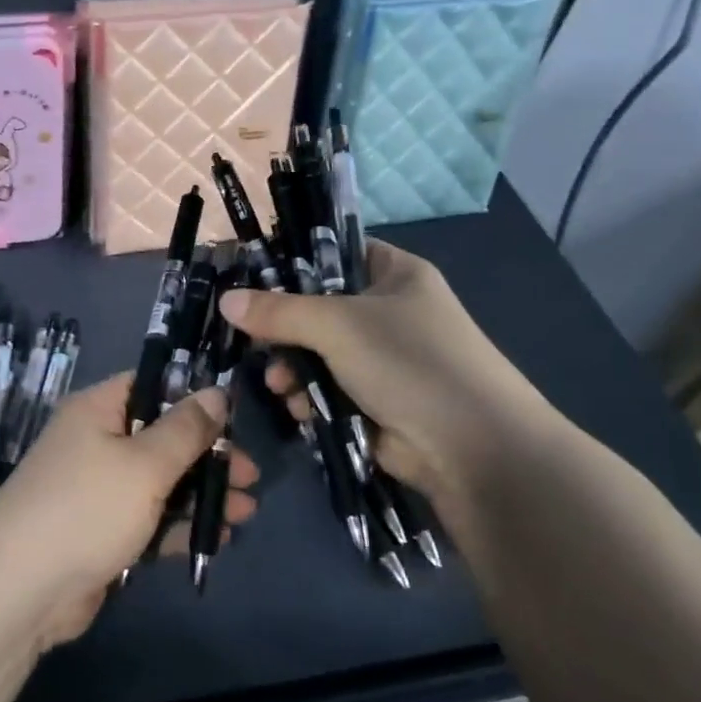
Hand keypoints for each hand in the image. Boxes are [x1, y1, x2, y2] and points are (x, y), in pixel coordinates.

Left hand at [0, 373, 259, 649]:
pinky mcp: (102, 532)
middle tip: (249, 475)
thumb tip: (217, 392)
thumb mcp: (144, 463)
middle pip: (161, 437)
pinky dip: (179, 526)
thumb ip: (185, 429)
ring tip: (246, 511)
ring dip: (201, 494)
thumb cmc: (87, 508)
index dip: (192, 396)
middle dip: (207, 456)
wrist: (21, 589)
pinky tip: (217, 538)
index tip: (234, 417)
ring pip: (160, 481)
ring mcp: (98, 489)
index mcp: (98, 410)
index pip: (151, 385)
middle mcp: (96, 442)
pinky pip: (149, 519)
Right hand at [219, 240, 557, 504]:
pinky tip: (299, 408)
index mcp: (393, 275)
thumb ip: (279, 311)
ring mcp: (381, 359)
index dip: (292, 262)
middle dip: (283, 329)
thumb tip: (226, 301)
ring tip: (281, 385)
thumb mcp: (339, 325)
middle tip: (254, 341)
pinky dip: (309, 397)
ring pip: (316, 352)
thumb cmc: (410, 363)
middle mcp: (387, 312)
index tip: (249, 279)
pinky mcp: (374, 400)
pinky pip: (326, 388)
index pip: (333, 252)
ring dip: (292, 368)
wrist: (474, 449)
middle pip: (317, 307)